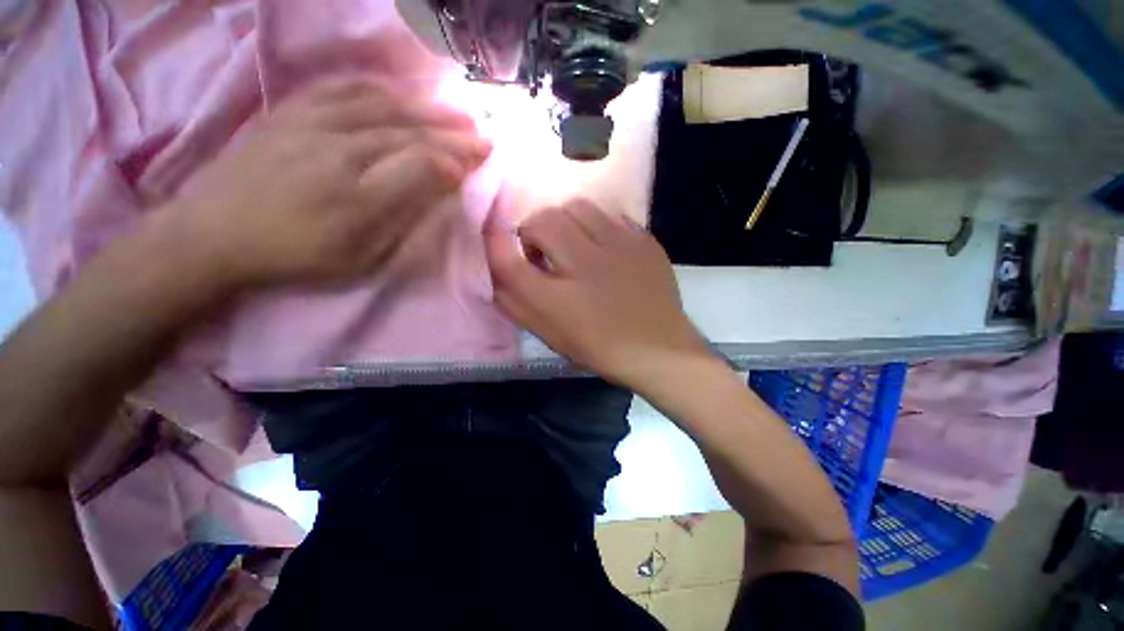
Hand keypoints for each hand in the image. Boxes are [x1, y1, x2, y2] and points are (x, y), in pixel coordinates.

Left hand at [149, 78, 491, 291]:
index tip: (474, 165)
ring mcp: (311, 124)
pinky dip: (380, 87)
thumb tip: (437, 191)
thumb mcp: (360, 259)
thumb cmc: (296, 256)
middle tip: (483, 136)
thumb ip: (402, 222)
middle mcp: (338, 151)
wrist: (212, 232)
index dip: (454, 162)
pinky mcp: (290, 111)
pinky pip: (342, 88)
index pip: (420, 166)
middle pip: (409, 133)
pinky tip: (402, 92)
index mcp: (358, 196)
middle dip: (453, 134)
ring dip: (427, 108)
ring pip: (383, 105)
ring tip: (457, 112)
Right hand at [485, 200, 709, 385]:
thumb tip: (495, 273)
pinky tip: (602, 246)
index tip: (495, 236)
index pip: (509, 260)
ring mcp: (620, 248)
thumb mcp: (550, 334)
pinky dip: (596, 225)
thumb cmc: (599, 347)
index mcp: (557, 301)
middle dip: (532, 230)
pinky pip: (609, 214)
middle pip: (542, 220)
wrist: (657, 348)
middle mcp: (586, 267)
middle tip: (543, 250)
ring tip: (573, 243)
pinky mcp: (644, 240)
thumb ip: (517, 305)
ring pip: (577, 207)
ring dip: (564, 222)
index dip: (494, 242)